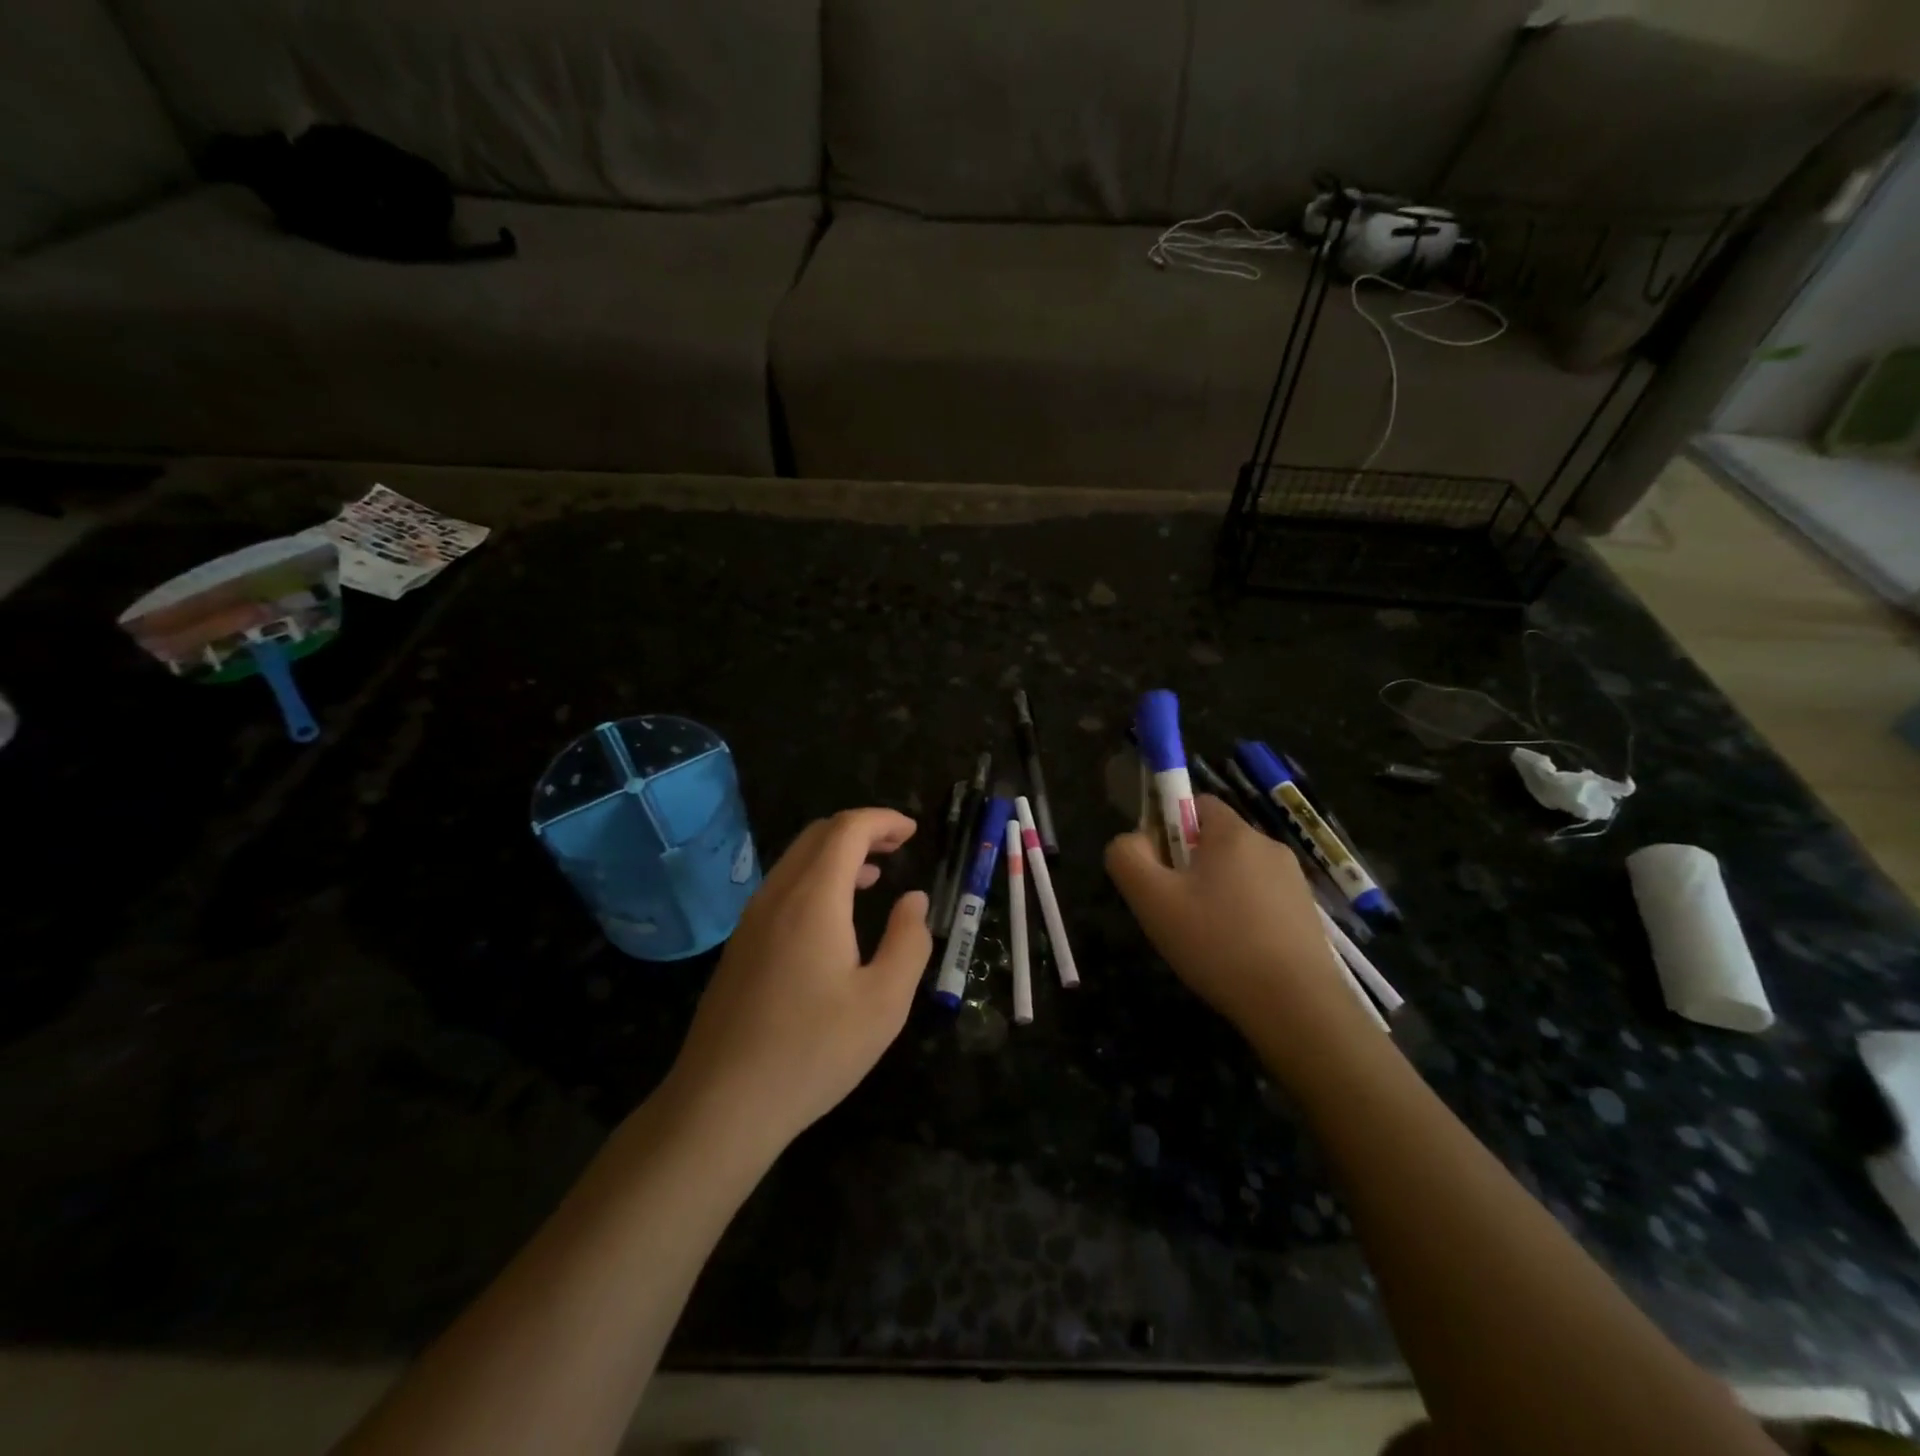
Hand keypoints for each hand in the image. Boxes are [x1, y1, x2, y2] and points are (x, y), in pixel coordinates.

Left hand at [663, 808, 932, 1158]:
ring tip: (873, 875)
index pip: (847, 829)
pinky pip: (781, 888)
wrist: (721, 1104)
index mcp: (813, 899)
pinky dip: (814, 878)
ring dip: (836, 854)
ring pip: (795, 860)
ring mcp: (751, 920)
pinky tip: (833, 917)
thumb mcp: (884, 1003)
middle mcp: (777, 896)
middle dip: (861, 830)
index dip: (883, 820)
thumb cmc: (812, 1051)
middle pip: (818, 835)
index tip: (912, 832)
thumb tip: (914, 900)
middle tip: (897, 847)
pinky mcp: (740, 945)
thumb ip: (908, 942)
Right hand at [1105, 795, 1378, 1078]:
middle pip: (1214, 841)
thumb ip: (1127, 857)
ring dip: (1214, 894)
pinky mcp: (1306, 914)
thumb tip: (1132, 840)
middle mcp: (1268, 846)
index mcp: (1233, 833)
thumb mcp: (1152, 899)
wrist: (1296, 1006)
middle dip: (1188, 867)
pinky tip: (1234, 954)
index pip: (1194, 803)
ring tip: (1203, 939)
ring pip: (1237, 874)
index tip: (1158, 868)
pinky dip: (1241, 918)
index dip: (1166, 827)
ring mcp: (1293, 881)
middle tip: (1173, 909)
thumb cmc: (1217, 943)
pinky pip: (1260, 901)